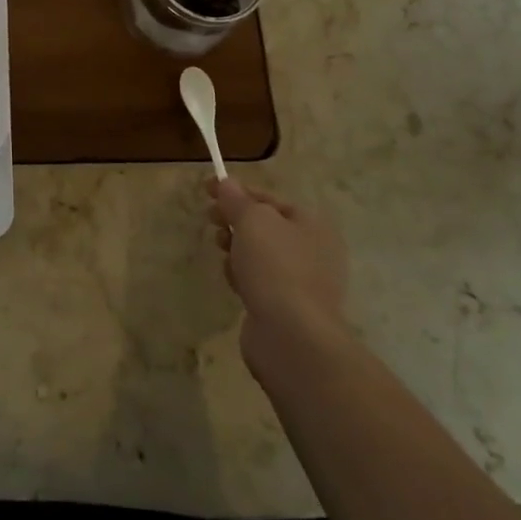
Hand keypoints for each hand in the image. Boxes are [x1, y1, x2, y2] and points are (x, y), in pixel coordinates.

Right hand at [207, 178, 350, 380]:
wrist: (291, 336)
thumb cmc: (276, 267)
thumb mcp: (252, 221)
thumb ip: (237, 199)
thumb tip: (226, 183)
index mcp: (312, 224)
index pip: (269, 198)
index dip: (237, 190)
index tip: (207, 189)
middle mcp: (313, 251)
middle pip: (264, 226)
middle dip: (235, 220)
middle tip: (211, 220)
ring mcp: (302, 282)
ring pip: (259, 254)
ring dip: (236, 249)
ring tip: (222, 251)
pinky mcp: (287, 307)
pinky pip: (259, 281)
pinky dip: (243, 277)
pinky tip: (234, 282)